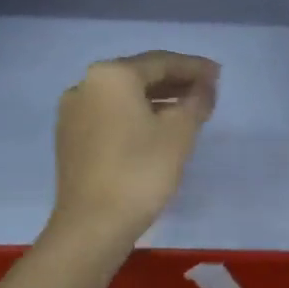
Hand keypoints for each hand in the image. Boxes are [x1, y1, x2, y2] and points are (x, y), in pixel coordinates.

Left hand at [50, 51, 218, 245]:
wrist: (91, 226)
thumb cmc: (140, 171)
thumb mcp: (179, 132)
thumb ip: (197, 100)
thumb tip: (205, 85)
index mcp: (111, 75)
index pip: (161, 62)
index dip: (194, 67)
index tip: (218, 75)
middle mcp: (85, 84)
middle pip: (139, 76)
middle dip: (175, 81)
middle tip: (206, 90)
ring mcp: (73, 112)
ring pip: (123, 97)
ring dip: (157, 99)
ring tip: (187, 110)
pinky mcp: (70, 138)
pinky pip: (110, 115)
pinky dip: (135, 115)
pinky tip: (156, 129)